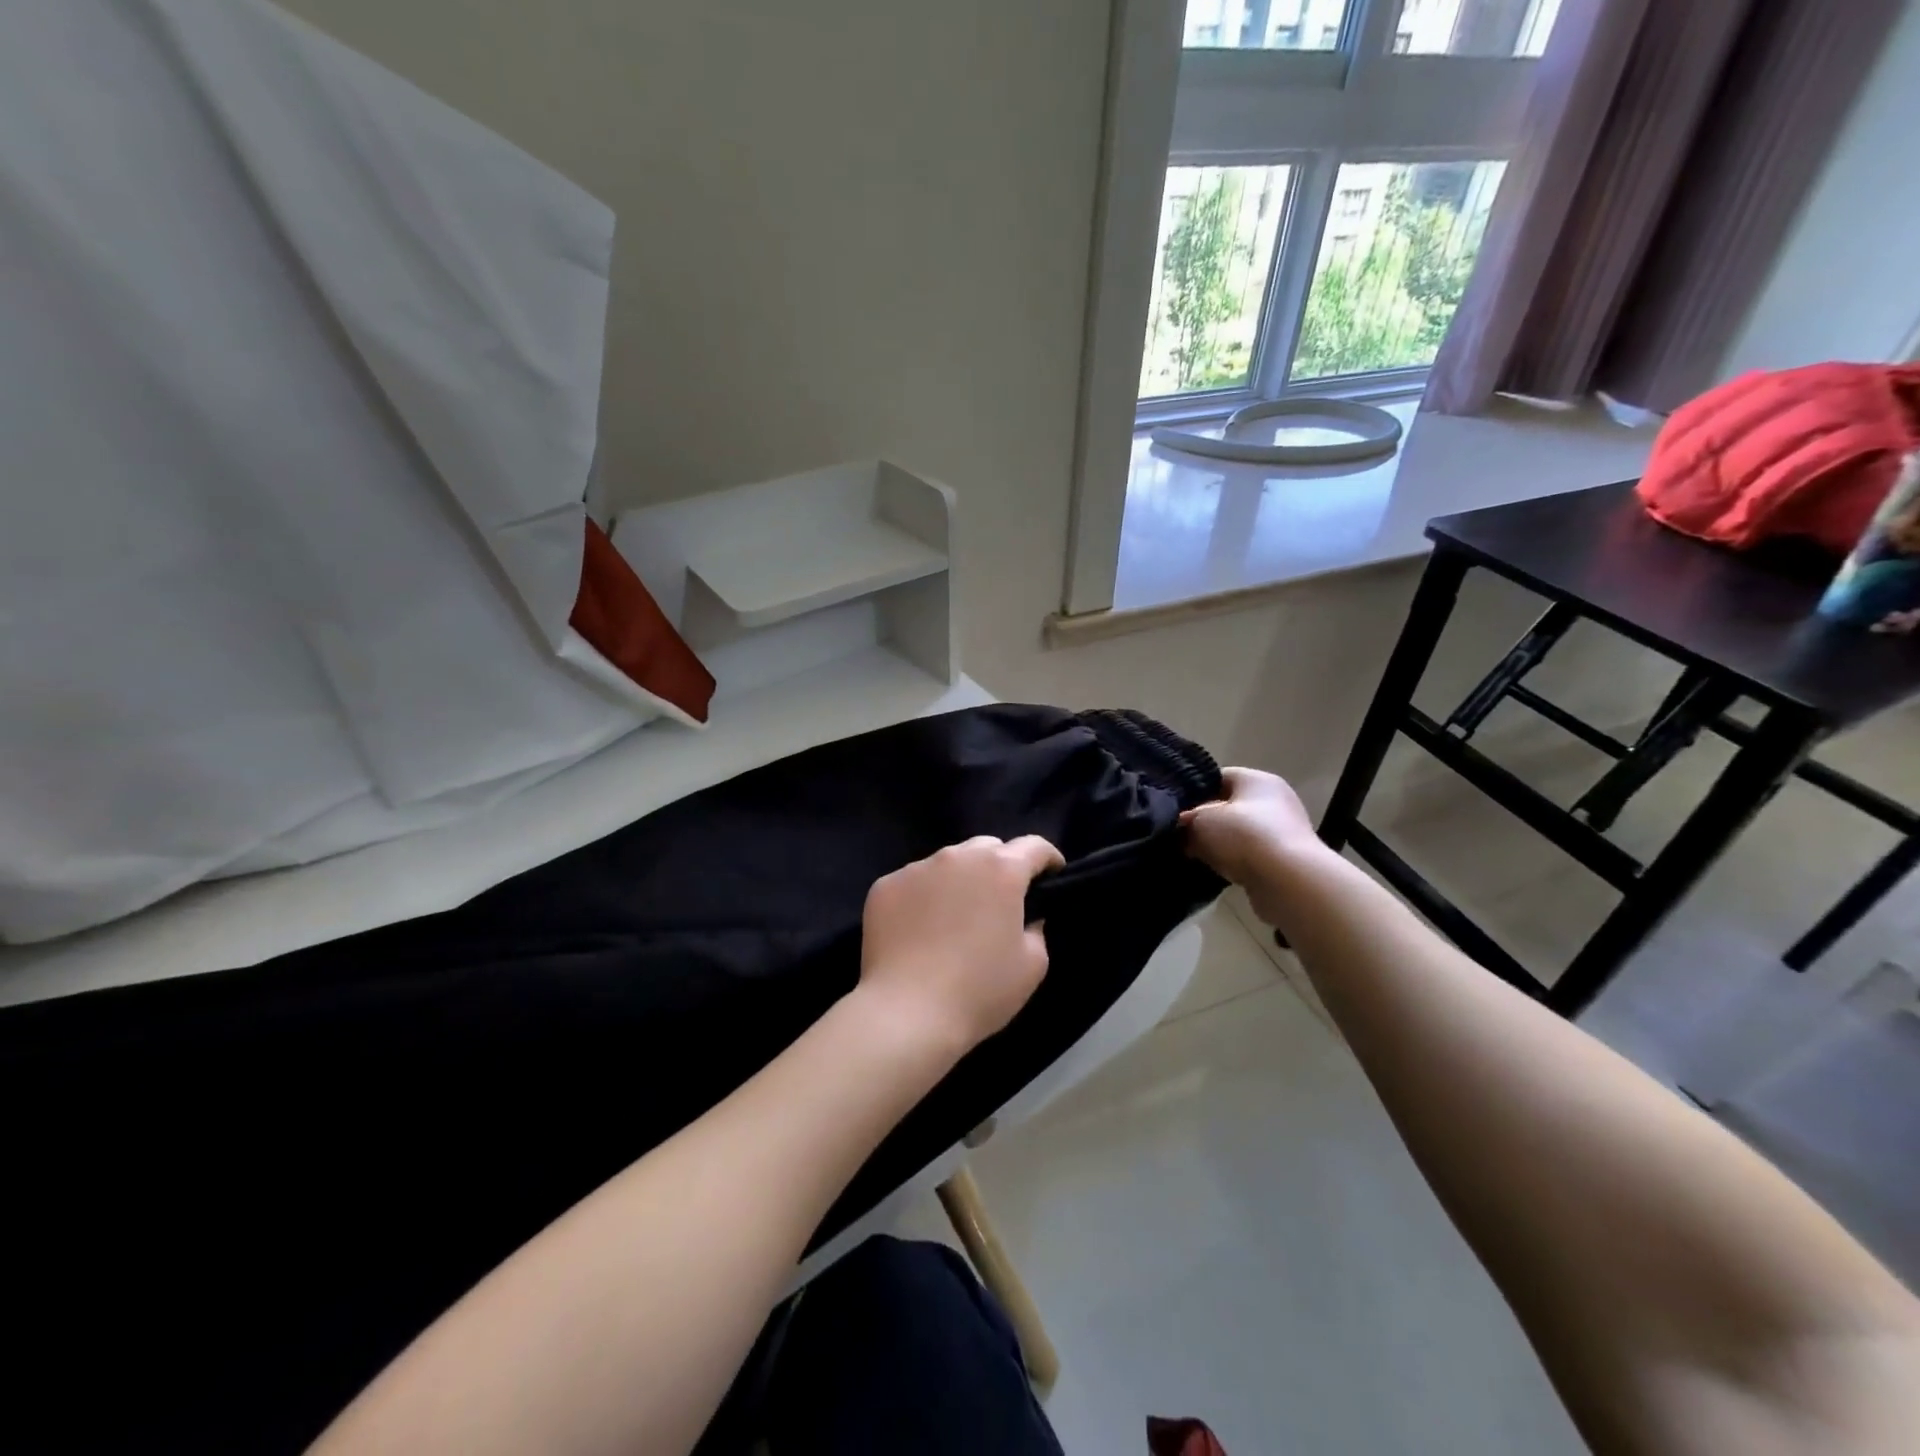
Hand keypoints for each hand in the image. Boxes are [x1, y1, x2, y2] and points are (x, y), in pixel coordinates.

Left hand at [858, 835, 1063, 1055]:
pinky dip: (923, 897)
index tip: (1052, 876)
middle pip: (988, 848)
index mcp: (1001, 870)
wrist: (907, 1012)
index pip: (1034, 846)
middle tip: (1000, 902)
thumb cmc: (979, 990)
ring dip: (959, 881)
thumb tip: (1024, 917)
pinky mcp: (885, 886)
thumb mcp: (1032, 965)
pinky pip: (913, 883)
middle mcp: (958, 857)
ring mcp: (917, 868)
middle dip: (1001, 866)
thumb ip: (1035, 928)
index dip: (1049, 859)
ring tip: (954, 917)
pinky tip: (919, 930)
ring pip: (948, 863)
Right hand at [1181, 768, 1326, 926]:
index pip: (1217, 778)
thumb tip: (1180, 830)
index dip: (1192, 792)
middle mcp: (1274, 800)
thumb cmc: (1243, 837)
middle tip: (1178, 836)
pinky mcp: (1284, 860)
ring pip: (1237, 834)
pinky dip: (1233, 863)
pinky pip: (1249, 856)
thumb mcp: (1200, 822)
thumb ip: (1185, 822)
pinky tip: (1214, 872)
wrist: (1289, 882)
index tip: (1173, 810)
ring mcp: (1282, 831)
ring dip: (1217, 845)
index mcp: (1256, 779)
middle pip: (1227, 807)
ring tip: (1193, 856)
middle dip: (1204, 822)